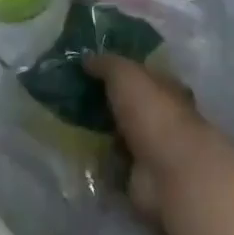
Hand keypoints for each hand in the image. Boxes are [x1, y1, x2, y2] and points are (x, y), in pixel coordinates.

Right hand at [86, 54, 215, 223]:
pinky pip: (112, 163)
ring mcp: (150, 150)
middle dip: (104, 102)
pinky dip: (97, 159)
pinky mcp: (138, 177)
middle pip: (128, 106)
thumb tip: (86, 57)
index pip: (142, 76)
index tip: (89, 69)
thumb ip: (107, 64)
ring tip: (65, 121)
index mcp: (165, 90)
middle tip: (69, 94)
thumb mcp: (126, 74)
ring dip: (98, 132)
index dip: (118, 71)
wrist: (168, 171)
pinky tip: (74, 149)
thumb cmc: (152, 113)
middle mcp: (161, 118)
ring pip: (118, 134)